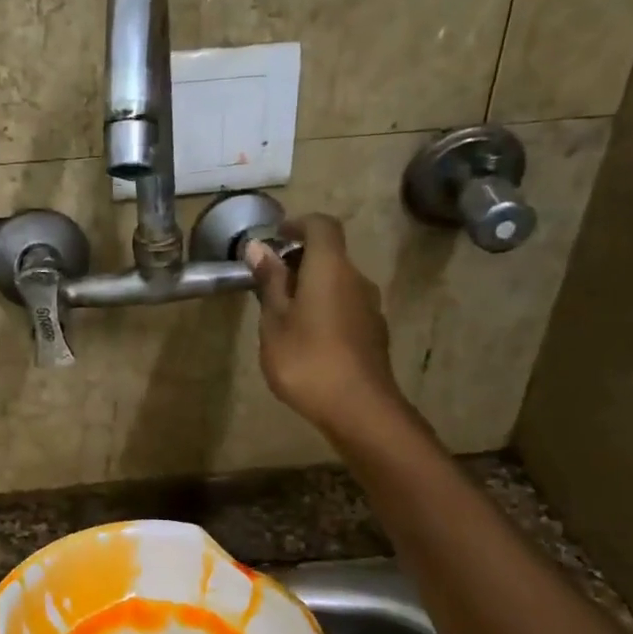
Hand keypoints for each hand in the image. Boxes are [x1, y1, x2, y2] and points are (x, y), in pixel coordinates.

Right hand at [245, 214, 403, 436]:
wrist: (359, 408)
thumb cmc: (307, 360)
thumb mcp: (275, 322)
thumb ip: (270, 282)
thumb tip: (258, 247)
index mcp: (331, 268)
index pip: (321, 226)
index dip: (298, 225)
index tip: (274, 239)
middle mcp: (357, 279)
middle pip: (331, 255)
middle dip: (300, 260)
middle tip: (269, 283)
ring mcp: (370, 307)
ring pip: (338, 283)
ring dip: (312, 288)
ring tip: (283, 315)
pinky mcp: (373, 333)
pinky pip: (346, 307)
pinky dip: (325, 309)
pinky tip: (307, 339)